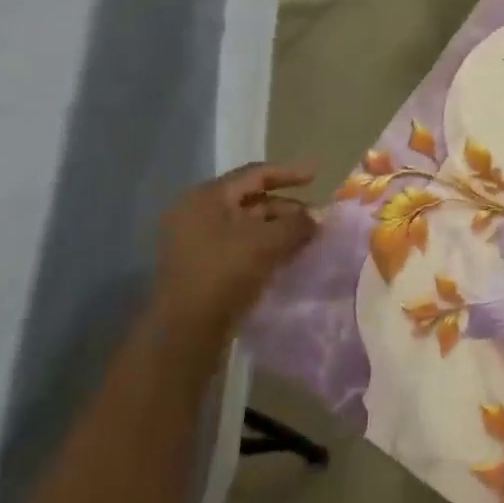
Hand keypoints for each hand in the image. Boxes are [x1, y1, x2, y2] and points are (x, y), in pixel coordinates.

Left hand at [148, 162, 317, 361]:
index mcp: (207, 196)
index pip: (255, 174)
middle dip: (286, 208)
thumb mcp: (269, 242)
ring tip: (305, 240)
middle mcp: (196, 212)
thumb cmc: (226, 272)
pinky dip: (262, 246)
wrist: (186, 329)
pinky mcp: (198, 265)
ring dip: (276, 229)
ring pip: (245, 224)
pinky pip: (236, 244)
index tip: (317, 176)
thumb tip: (314, 219)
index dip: (289, 173)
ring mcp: (194, 240)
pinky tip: (285, 257)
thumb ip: (297, 224)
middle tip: (314, 218)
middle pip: (250, 200)